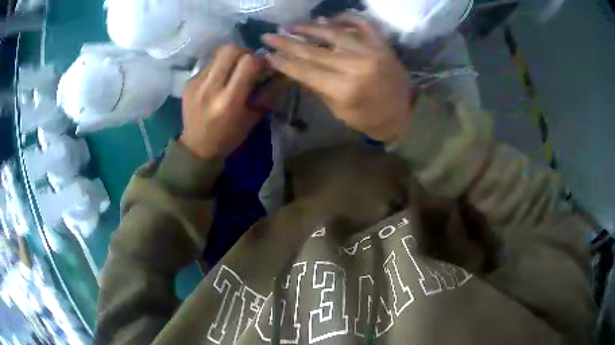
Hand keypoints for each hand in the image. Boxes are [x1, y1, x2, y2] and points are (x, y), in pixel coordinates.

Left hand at [180, 46, 267, 158]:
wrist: (196, 148)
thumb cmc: (228, 137)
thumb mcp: (251, 120)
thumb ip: (262, 94)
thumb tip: (270, 73)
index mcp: (229, 100)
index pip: (248, 63)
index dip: (259, 59)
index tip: (262, 65)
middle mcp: (211, 88)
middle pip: (229, 50)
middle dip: (243, 51)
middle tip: (247, 61)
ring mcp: (197, 84)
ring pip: (217, 55)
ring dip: (229, 59)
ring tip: (232, 70)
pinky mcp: (188, 84)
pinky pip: (207, 65)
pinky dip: (217, 67)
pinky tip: (218, 80)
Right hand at [262, 13, 413, 141]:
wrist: (405, 115)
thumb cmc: (370, 120)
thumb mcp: (340, 112)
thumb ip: (318, 88)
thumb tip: (296, 69)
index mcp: (345, 89)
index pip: (306, 71)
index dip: (284, 62)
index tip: (267, 54)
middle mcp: (357, 66)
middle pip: (314, 51)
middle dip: (288, 42)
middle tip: (269, 35)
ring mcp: (372, 52)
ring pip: (335, 33)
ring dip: (310, 27)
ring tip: (292, 25)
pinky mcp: (383, 45)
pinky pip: (363, 24)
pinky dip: (346, 18)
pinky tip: (329, 18)